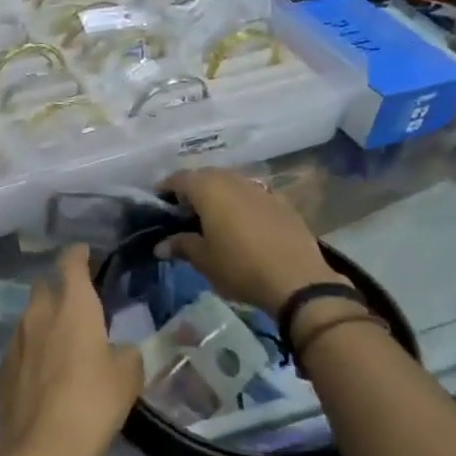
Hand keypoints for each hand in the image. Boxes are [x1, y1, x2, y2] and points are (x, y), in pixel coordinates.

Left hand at [0, 245, 144, 455]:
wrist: (36, 451)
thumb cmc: (90, 406)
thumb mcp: (127, 379)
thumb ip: (126, 354)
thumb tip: (118, 350)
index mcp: (73, 307)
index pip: (70, 264)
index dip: (78, 255)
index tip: (86, 254)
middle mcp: (38, 314)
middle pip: (45, 286)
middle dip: (60, 287)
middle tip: (80, 303)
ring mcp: (15, 341)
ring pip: (31, 316)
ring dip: (46, 320)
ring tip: (65, 341)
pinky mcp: (2, 368)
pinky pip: (21, 346)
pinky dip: (35, 349)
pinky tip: (46, 372)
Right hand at [158, 167, 344, 315]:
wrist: (297, 279)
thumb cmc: (240, 267)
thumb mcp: (204, 260)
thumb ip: (181, 245)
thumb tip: (161, 245)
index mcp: (209, 190)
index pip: (180, 178)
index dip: (166, 188)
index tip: (158, 203)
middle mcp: (234, 181)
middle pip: (206, 176)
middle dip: (192, 189)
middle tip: (182, 211)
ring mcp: (261, 189)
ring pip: (231, 183)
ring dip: (217, 194)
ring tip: (210, 217)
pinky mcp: (281, 202)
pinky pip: (252, 195)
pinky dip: (240, 203)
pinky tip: (240, 224)